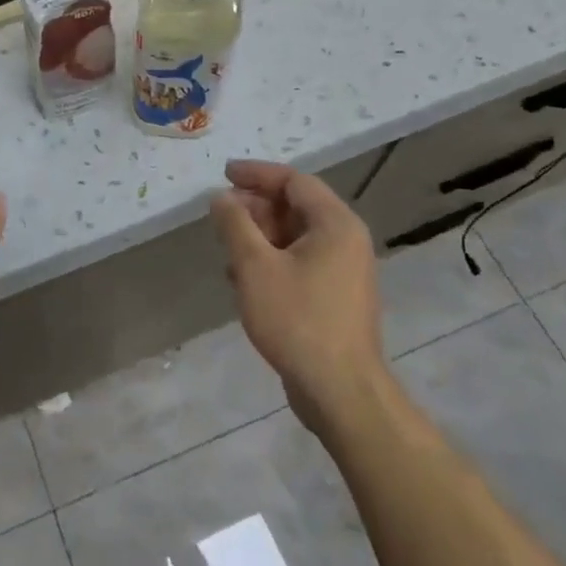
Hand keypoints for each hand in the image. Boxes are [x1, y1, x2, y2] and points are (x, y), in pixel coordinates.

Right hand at [209, 160, 382, 429]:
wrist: (340, 392)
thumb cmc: (297, 319)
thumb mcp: (255, 266)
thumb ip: (235, 225)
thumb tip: (221, 197)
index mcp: (336, 224)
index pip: (294, 181)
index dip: (256, 174)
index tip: (223, 173)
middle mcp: (346, 241)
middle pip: (296, 207)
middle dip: (255, 207)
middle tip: (220, 214)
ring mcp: (344, 271)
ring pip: (295, 238)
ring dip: (259, 236)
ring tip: (225, 248)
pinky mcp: (335, 298)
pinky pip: (300, 263)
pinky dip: (271, 261)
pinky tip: (242, 280)